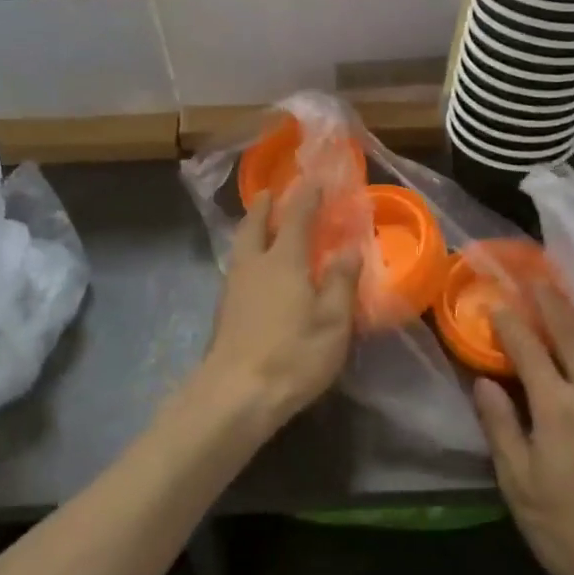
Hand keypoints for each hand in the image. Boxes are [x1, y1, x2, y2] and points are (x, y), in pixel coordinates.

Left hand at [190, 183, 360, 435]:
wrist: (235, 394)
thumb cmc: (293, 355)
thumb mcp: (333, 322)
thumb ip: (341, 281)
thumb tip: (350, 248)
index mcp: (284, 261)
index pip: (297, 217)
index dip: (307, 196)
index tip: (315, 179)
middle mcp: (255, 265)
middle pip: (255, 225)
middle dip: (264, 206)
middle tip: (270, 192)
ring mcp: (233, 287)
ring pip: (240, 245)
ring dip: (251, 228)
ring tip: (260, 225)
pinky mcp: (223, 310)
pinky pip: (236, 266)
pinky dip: (246, 254)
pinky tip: (253, 270)